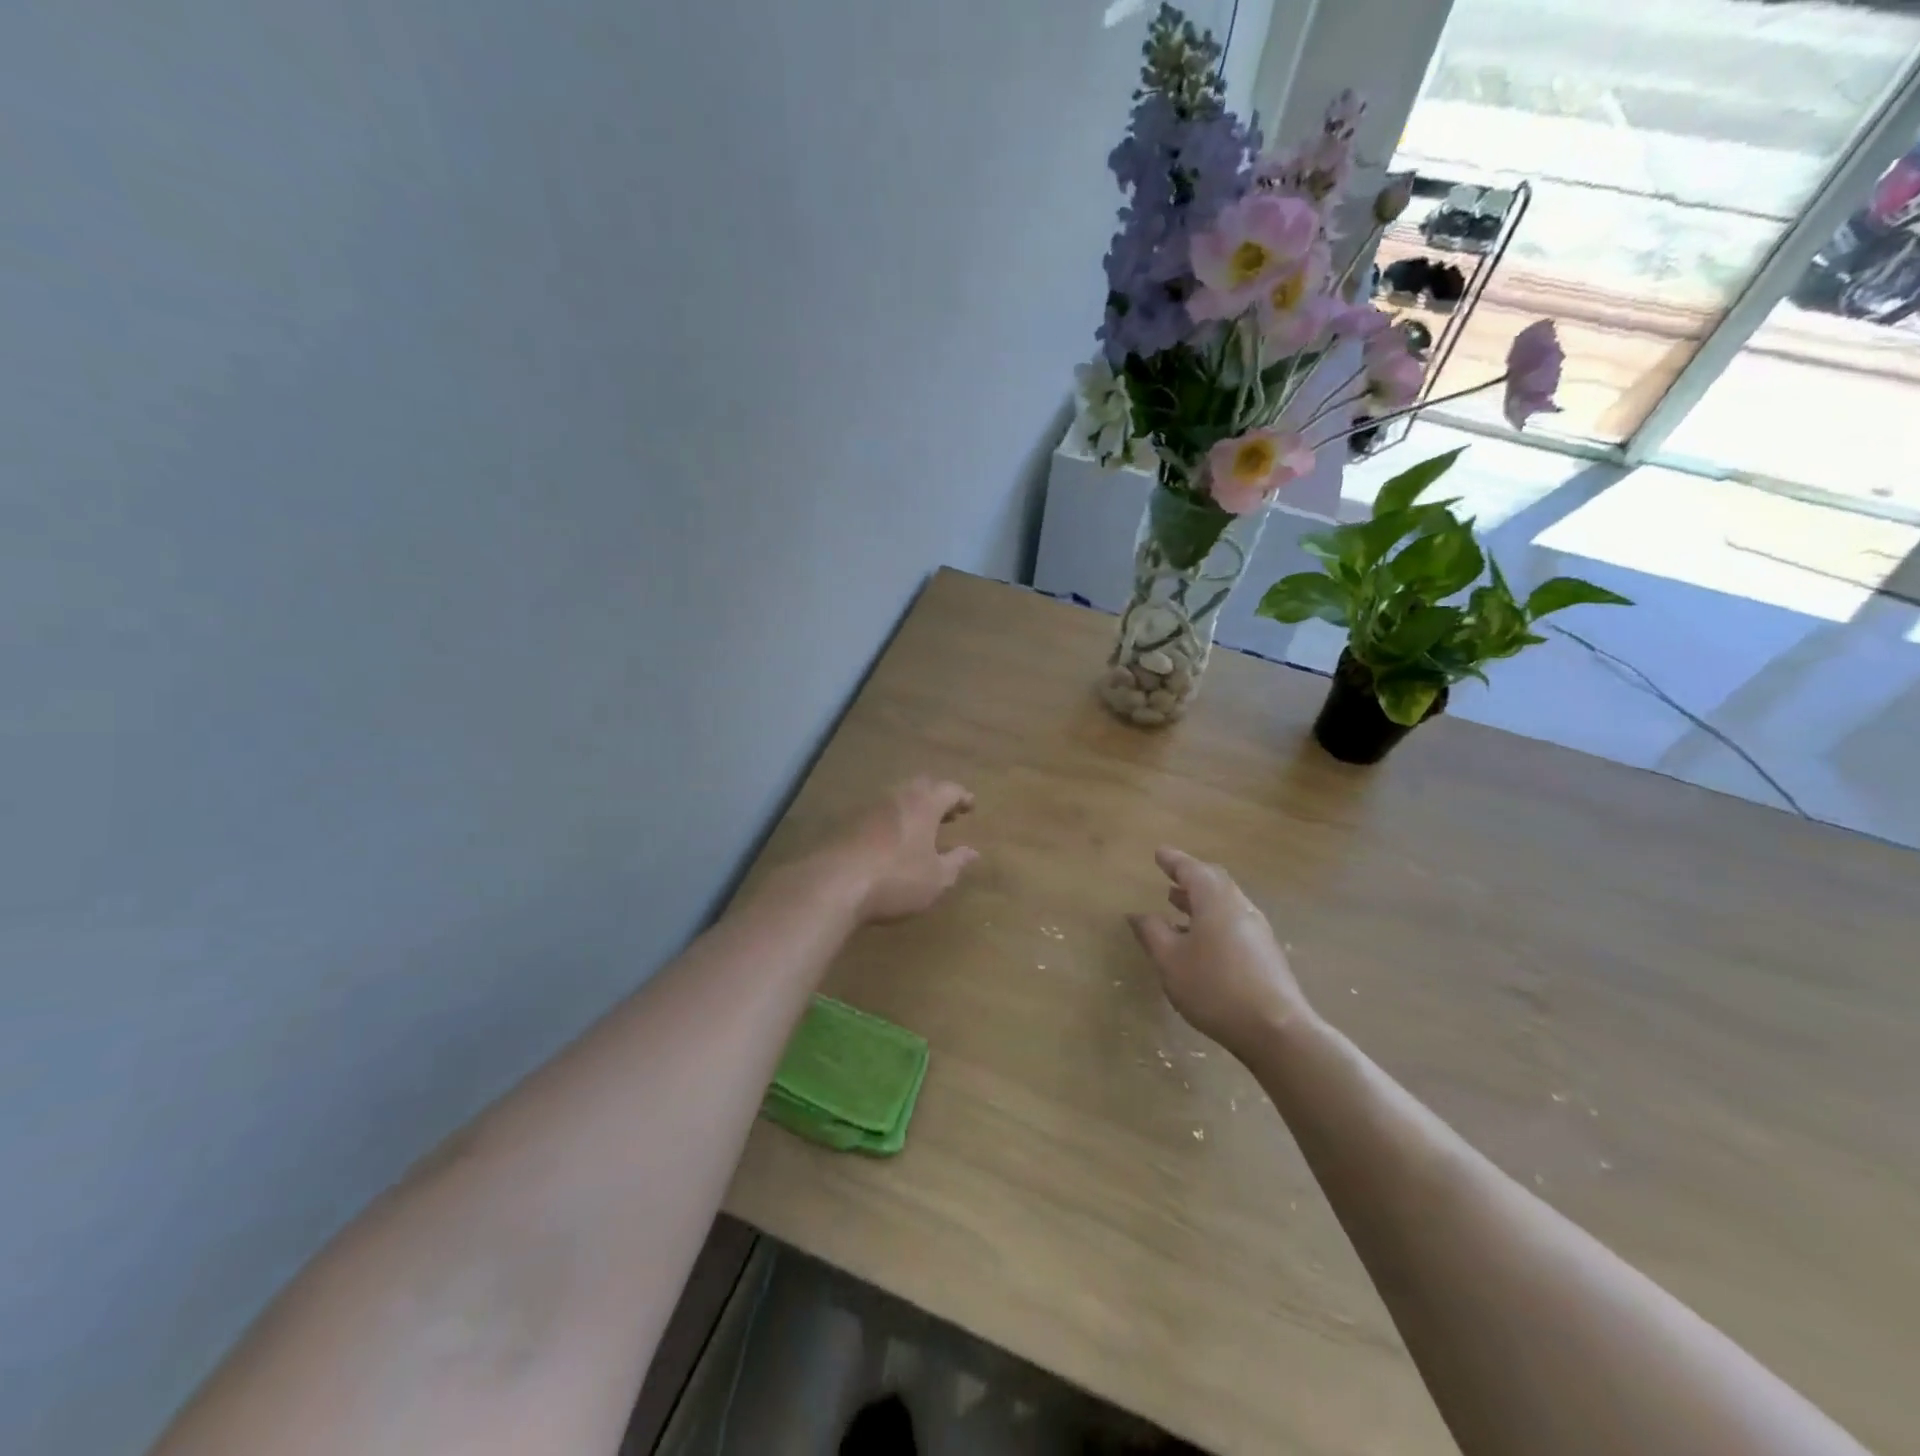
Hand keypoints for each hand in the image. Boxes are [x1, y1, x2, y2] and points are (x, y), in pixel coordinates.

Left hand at [829, 776, 978, 924]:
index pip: (949, 790)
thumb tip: (973, 851)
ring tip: (921, 827)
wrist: (833, 884)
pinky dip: (891, 820)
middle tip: (947, 813)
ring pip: (896, 798)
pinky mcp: (846, 822)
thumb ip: (956, 862)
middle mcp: (896, 797)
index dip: (962, 797)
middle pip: (921, 786)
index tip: (970, 805)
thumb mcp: (936, 879)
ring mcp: (868, 807)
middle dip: (936, 797)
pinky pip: (877, 813)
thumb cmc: (896, 879)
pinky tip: (891, 840)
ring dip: (912, 807)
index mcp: (923, 804)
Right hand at [1128, 846, 1313, 1058]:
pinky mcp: (1265, 953)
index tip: (1159, 853)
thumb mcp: (1170, 960)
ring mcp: (1257, 930)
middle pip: (1214, 882)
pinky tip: (1200, 940)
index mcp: (1215, 900)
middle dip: (1190, 877)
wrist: (1276, 1030)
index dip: (1173, 861)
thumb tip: (1137, 914)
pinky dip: (1212, 919)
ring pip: (1225, 903)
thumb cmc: (1214, 988)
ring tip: (1177, 904)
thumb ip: (1152, 932)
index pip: (1192, 870)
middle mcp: (1240, 907)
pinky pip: (1233, 922)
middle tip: (1170, 876)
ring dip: (1200, 900)